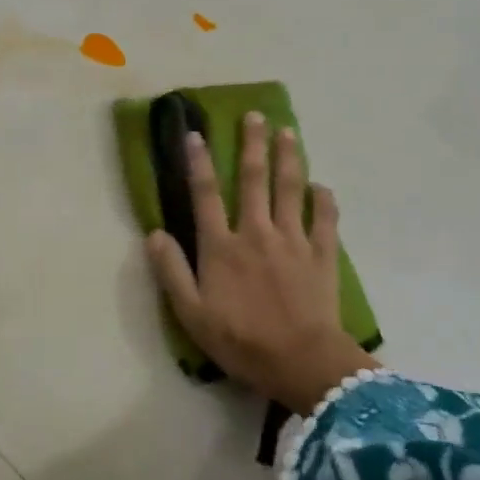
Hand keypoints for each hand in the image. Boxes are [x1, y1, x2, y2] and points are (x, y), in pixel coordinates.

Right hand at [146, 112, 372, 415]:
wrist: (302, 364)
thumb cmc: (241, 341)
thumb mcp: (192, 314)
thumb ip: (171, 271)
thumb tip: (154, 233)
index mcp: (222, 246)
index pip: (206, 194)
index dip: (199, 162)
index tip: (196, 134)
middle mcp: (256, 232)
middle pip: (253, 179)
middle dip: (252, 144)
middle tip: (254, 115)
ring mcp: (293, 240)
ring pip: (290, 189)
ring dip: (288, 157)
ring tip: (287, 131)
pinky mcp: (322, 255)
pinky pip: (325, 219)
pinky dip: (324, 200)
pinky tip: (321, 186)